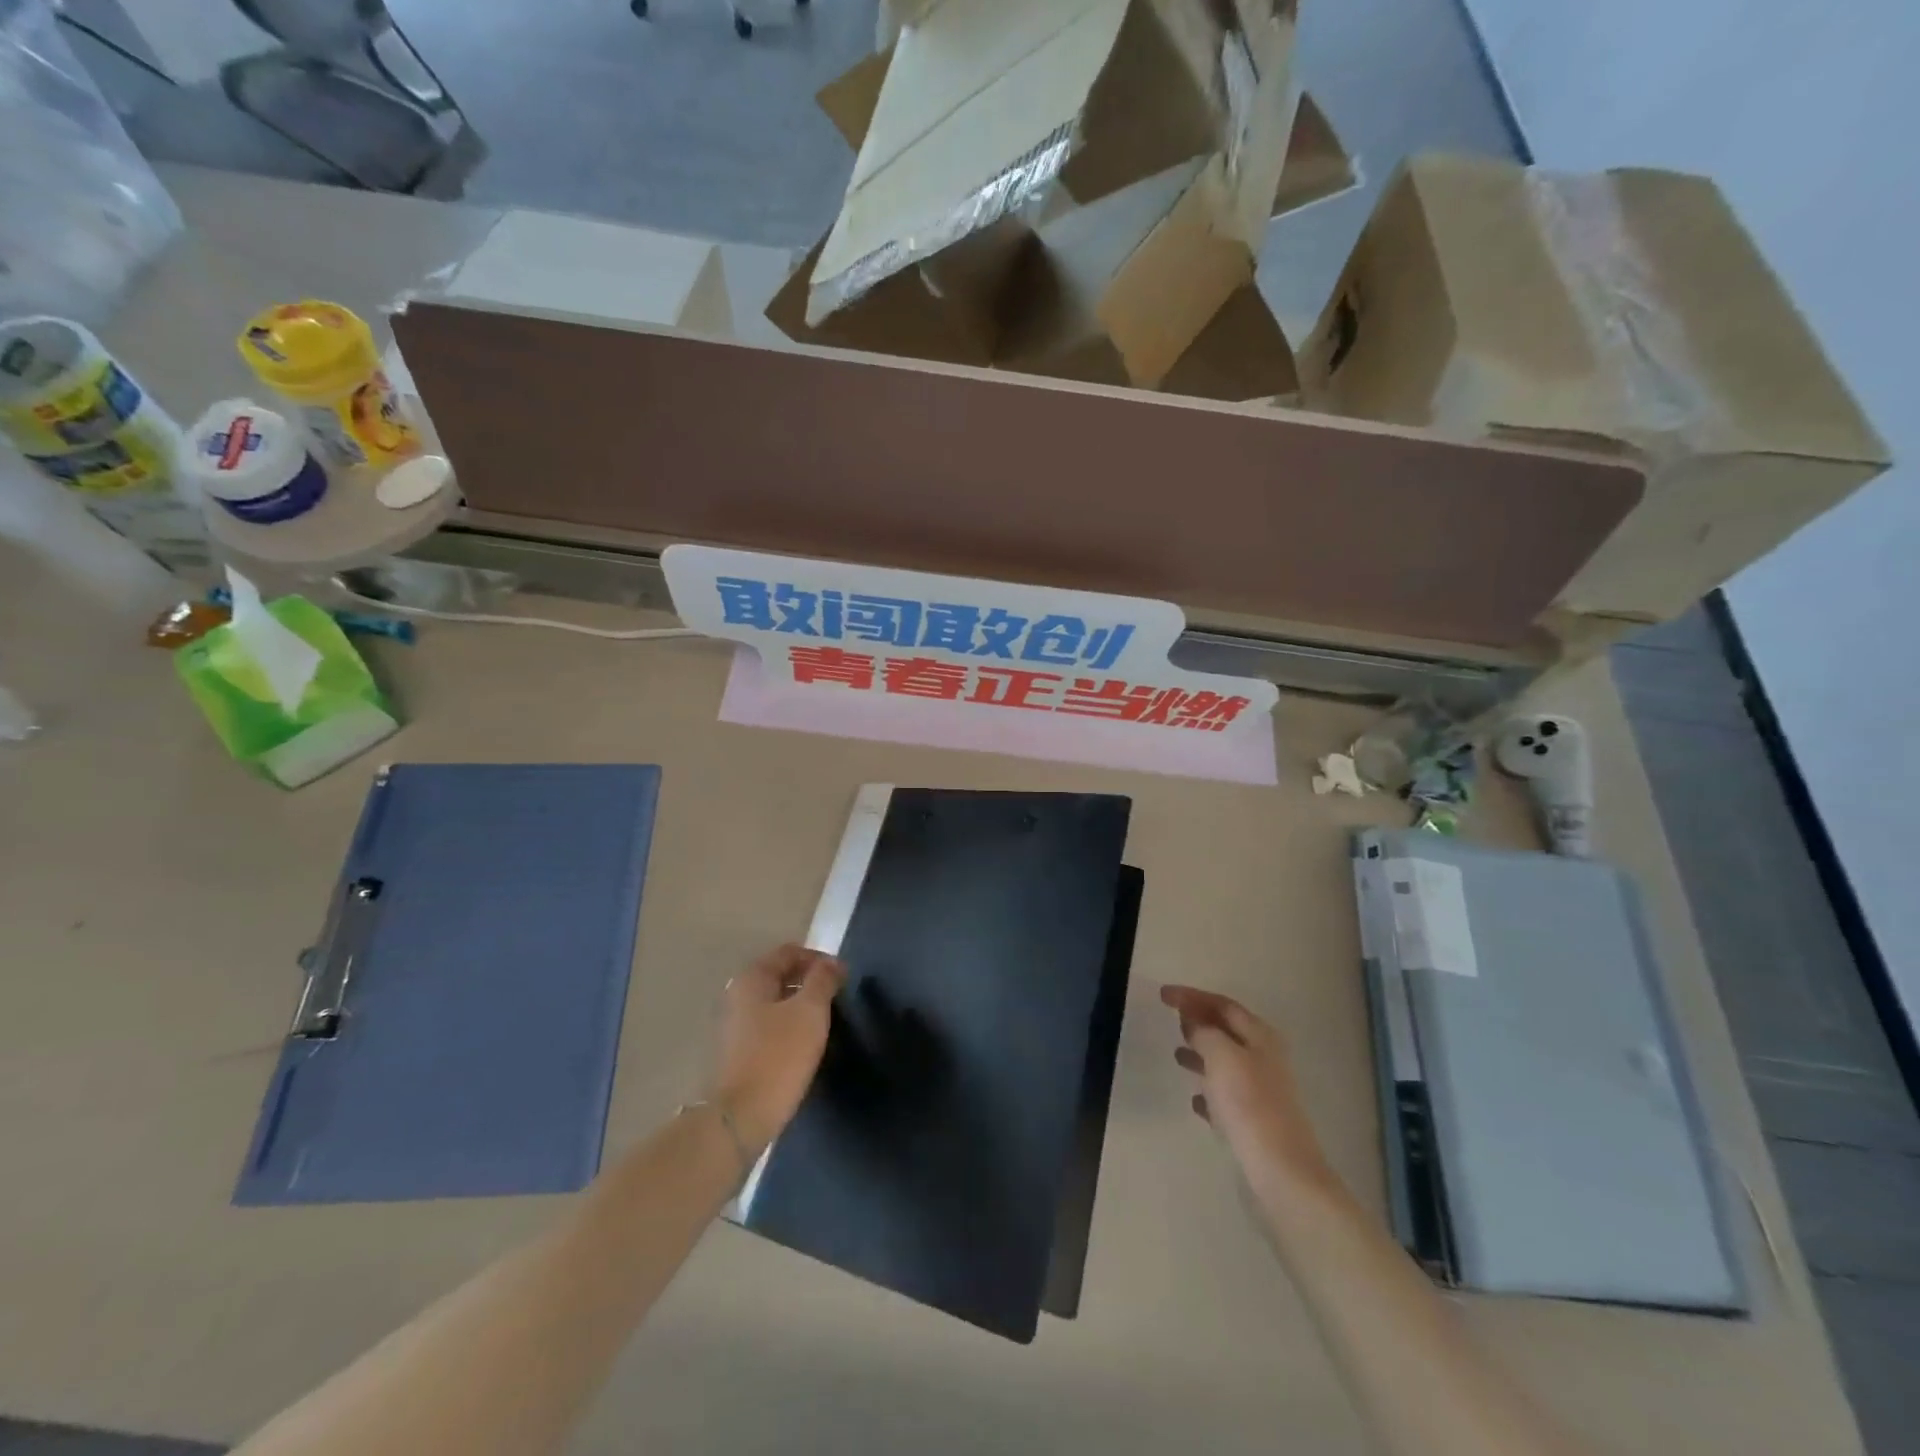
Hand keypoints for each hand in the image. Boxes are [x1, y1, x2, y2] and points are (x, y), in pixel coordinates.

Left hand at [712, 944, 845, 1156]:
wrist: (742, 1116)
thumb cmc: (779, 1055)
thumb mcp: (810, 1011)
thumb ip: (823, 980)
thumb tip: (832, 963)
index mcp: (752, 978)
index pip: (789, 952)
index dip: (819, 958)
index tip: (843, 977)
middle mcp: (739, 995)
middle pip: (781, 974)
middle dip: (811, 981)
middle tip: (837, 997)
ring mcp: (736, 1024)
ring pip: (776, 1001)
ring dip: (802, 1004)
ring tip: (826, 1020)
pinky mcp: (739, 1051)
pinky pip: (770, 1025)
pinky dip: (790, 1024)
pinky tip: (806, 1043)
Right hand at [1162, 985, 1332, 1193]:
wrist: (1281, 1172)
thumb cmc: (1249, 1104)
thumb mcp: (1221, 1055)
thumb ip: (1204, 1031)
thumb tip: (1193, 1021)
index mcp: (1260, 1037)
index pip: (1223, 1004)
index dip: (1192, 996)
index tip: (1163, 995)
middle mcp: (1264, 1059)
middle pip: (1227, 1031)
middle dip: (1199, 1022)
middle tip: (1171, 1019)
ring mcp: (1262, 1092)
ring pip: (1226, 1063)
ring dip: (1202, 1054)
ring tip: (1176, 1054)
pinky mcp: (1255, 1123)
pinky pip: (1227, 1097)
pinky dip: (1209, 1092)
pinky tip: (1195, 1100)